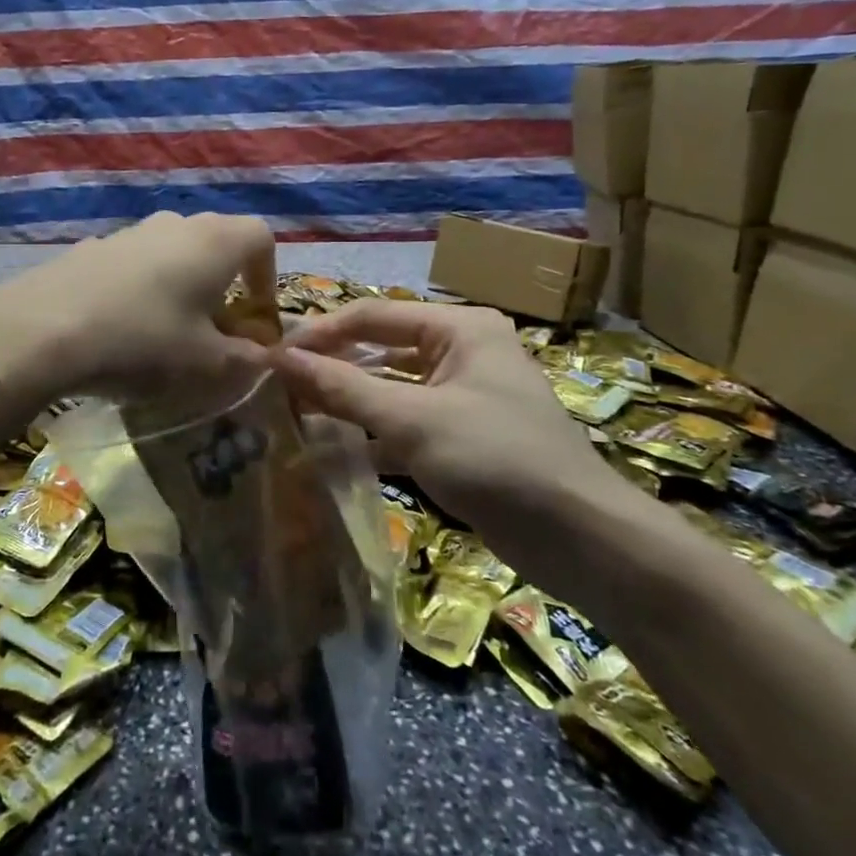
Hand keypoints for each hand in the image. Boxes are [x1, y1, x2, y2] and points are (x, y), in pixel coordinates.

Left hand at [0, 212, 276, 399]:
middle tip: (216, 328)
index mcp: (215, 241)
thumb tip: (263, 356)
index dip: (268, 276)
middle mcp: (176, 224)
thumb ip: (245, 359)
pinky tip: (122, 326)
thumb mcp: (206, 364)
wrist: (42, 329)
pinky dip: (143, 288)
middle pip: (216, 242)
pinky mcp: (92, 247)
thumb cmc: (143, 341)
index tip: (256, 316)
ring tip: (168, 331)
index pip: (261, 238)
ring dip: (182, 285)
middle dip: (225, 284)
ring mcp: (130, 231)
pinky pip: (134, 264)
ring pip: (173, 252)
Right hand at [273, 301, 638, 566]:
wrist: (582, 540)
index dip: (320, 333)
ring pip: (391, 389)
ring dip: (348, 403)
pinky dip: (372, 435)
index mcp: (459, 328)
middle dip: (332, 368)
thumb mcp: (413, 420)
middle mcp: (462, 351)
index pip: (372, 315)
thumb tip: (279, 359)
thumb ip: (343, 388)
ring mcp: (464, 395)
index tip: (273, 357)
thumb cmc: (496, 459)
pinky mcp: (463, 437)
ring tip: (294, 415)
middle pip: (381, 349)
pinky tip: (331, 452)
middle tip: (278, 386)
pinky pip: (405, 424)